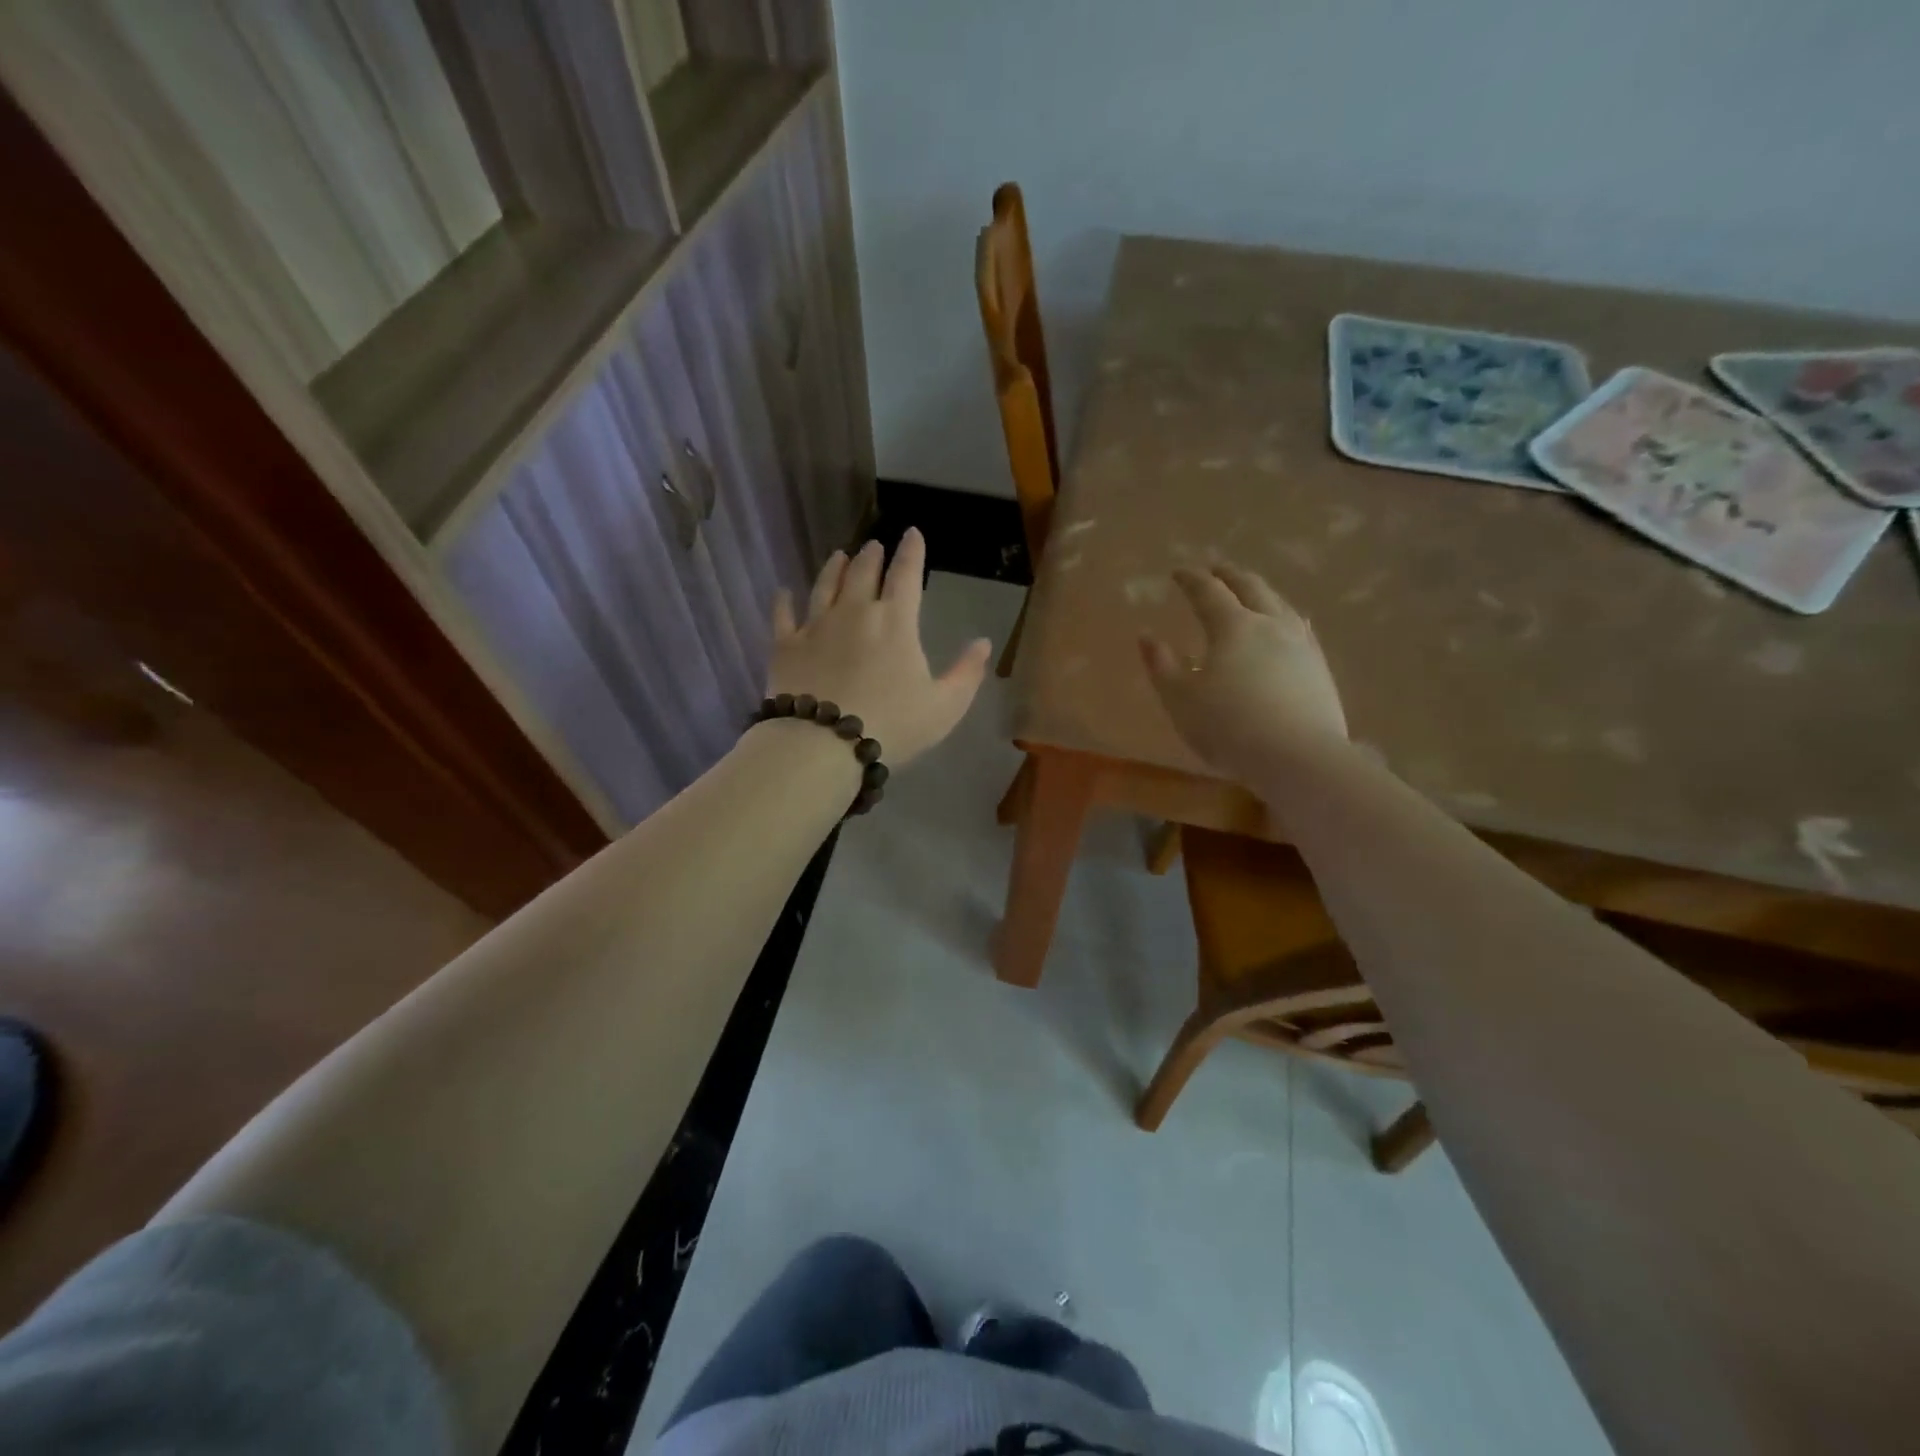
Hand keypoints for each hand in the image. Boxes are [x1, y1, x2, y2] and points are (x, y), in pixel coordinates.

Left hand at [767, 529, 990, 766]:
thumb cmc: (892, 725)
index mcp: (895, 622)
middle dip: (871, 556)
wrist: (823, 744)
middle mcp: (854, 612)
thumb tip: (983, 642)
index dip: (911, 551)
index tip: (912, 533)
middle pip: (862, 573)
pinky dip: (784, 601)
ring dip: (834, 568)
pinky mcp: (785, 646)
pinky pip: (783, 615)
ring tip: (838, 555)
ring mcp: (815, 626)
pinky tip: (784, 592)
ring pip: (824, 586)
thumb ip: (967, 673)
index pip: (906, 574)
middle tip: (874, 546)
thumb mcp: (945, 706)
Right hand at [1140, 564, 1348, 783]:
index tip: (1178, 571)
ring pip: (1280, 604)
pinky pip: (1300, 627)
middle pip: (1250, 588)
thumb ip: (1161, 666)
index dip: (1192, 579)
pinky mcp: (1319, 666)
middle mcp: (1270, 624)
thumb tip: (1147, 636)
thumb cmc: (1229, 726)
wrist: (1299, 756)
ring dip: (1261, 591)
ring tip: (1251, 591)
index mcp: (1233, 626)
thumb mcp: (1180, 699)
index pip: (1209, 592)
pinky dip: (1285, 616)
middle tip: (1216, 569)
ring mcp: (1301, 643)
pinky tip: (1289, 625)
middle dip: (1230, 575)